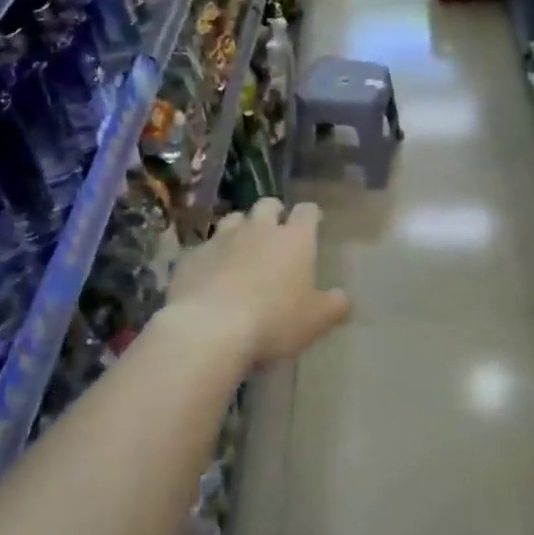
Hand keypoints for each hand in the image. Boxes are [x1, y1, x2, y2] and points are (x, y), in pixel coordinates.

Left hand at [168, 198, 350, 367]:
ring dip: (241, 229)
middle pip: (267, 205)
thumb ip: (334, 305)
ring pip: (233, 219)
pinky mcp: (191, 256)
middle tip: (277, 232)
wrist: (209, 329)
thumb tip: (343, 297)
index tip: (314, 222)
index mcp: (294, 239)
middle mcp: (258, 229)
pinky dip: (212, 255)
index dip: (311, 215)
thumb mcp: (316, 320)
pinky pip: (204, 247)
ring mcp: (221, 239)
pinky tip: (211, 274)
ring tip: (243, 248)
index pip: (307, 211)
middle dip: (274, 213)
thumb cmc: (274, 320)